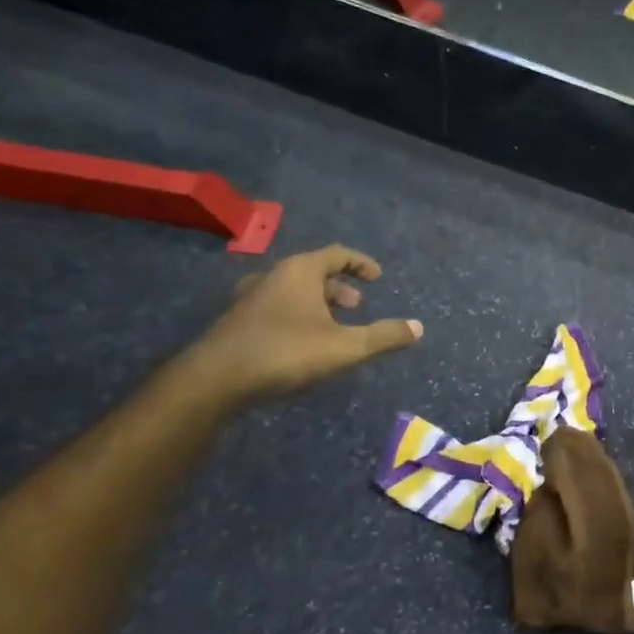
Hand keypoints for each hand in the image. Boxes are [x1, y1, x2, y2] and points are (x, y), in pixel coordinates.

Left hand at [189, 246, 420, 401]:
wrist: (214, 380)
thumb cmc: (286, 352)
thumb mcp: (346, 347)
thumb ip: (384, 336)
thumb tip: (419, 327)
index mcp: (300, 271)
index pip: (337, 253)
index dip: (361, 263)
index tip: (377, 277)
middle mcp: (273, 276)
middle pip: (312, 271)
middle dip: (339, 287)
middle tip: (356, 307)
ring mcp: (250, 299)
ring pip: (292, 291)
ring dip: (317, 304)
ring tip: (332, 326)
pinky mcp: (236, 323)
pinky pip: (275, 308)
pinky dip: (296, 316)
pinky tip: (302, 344)